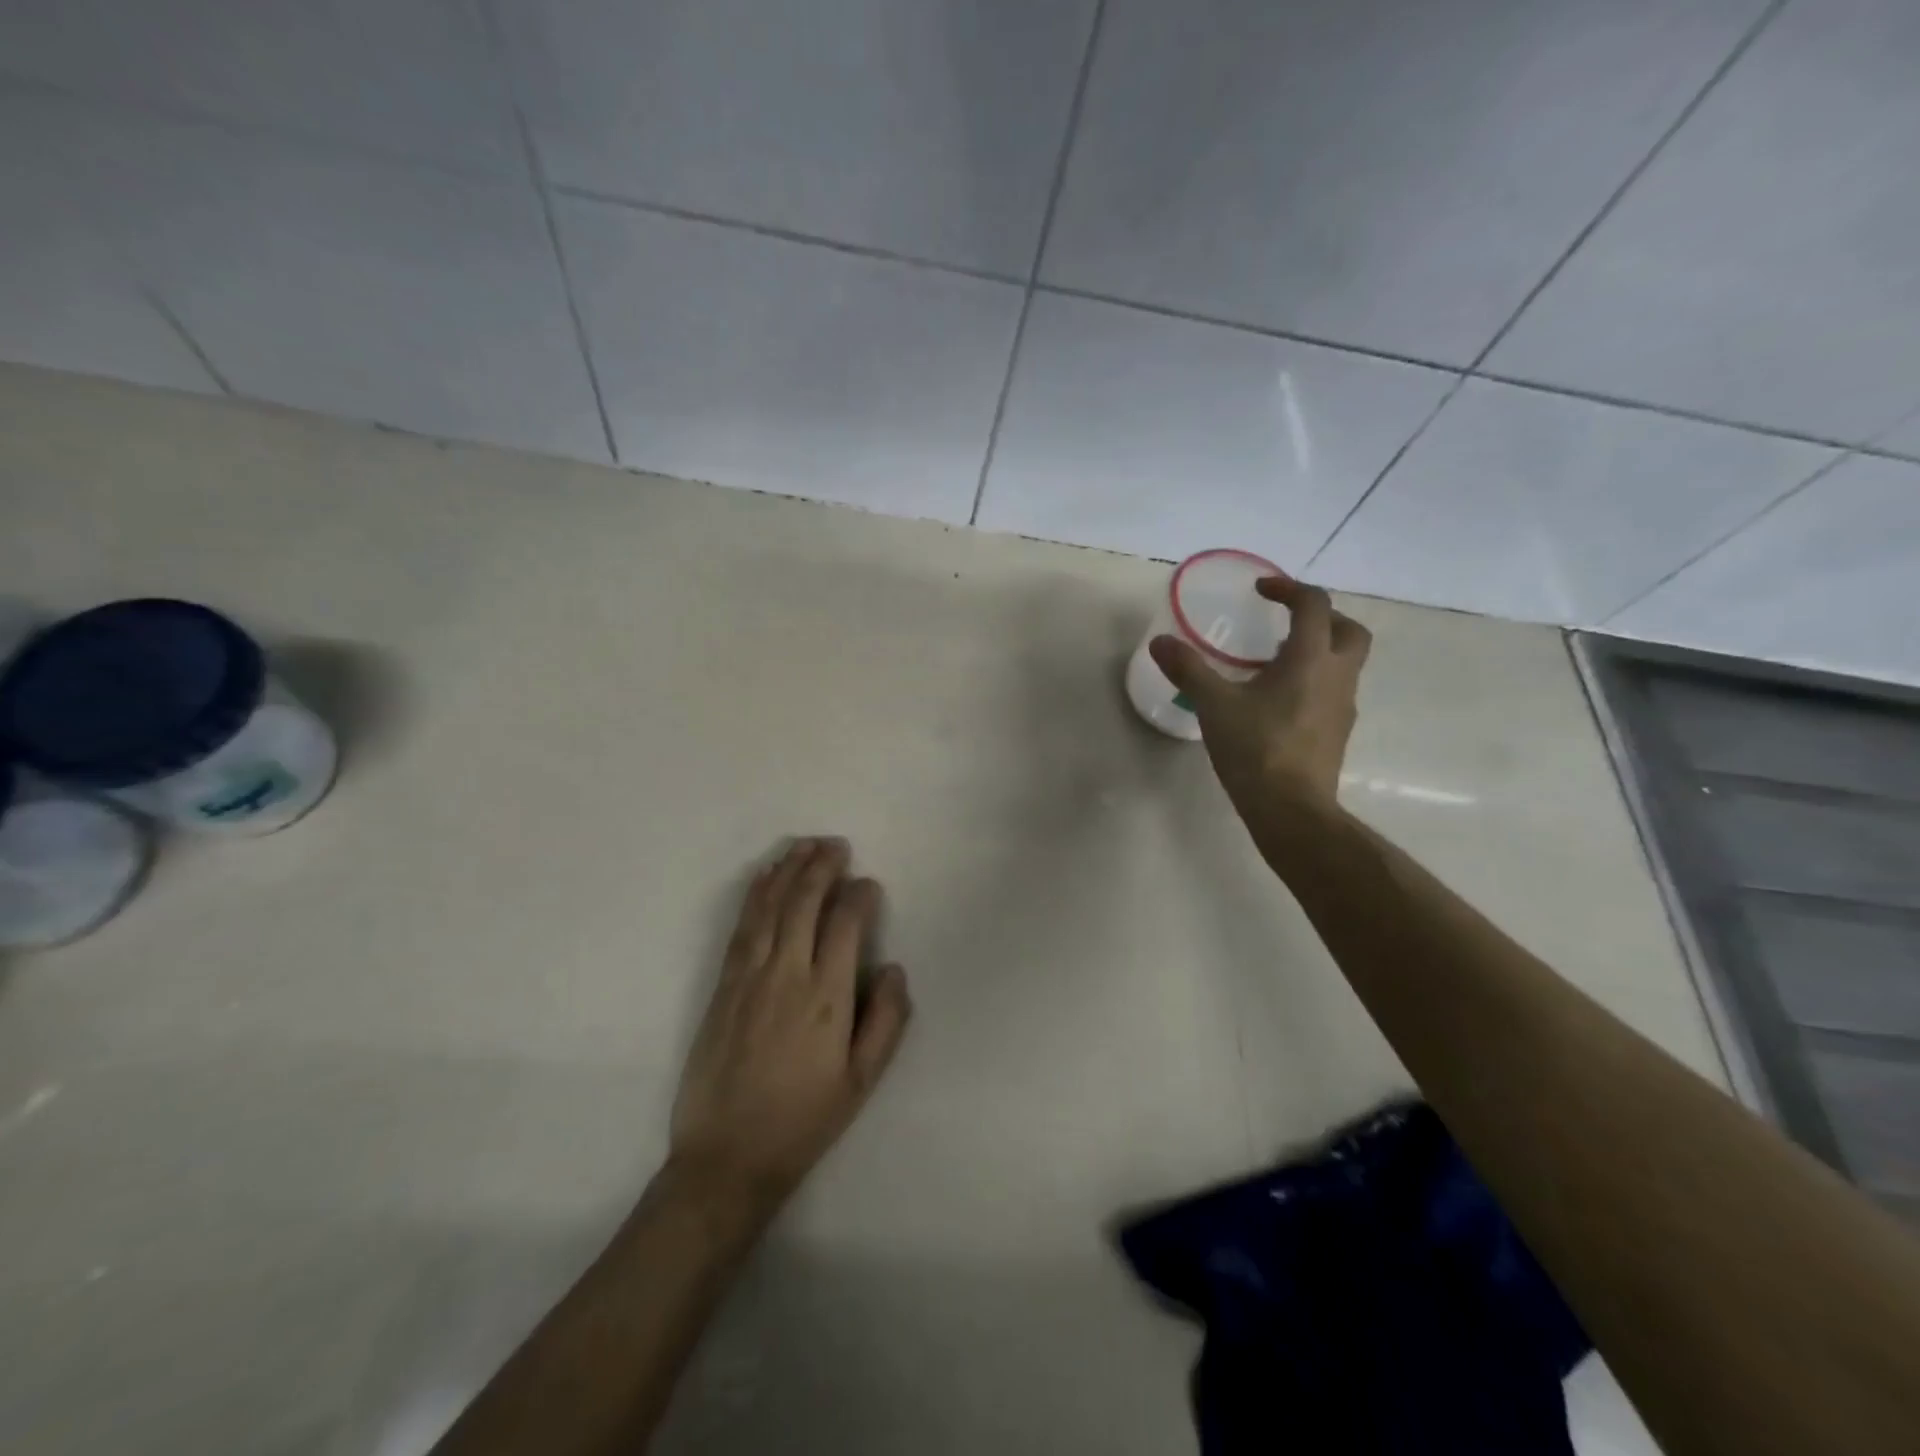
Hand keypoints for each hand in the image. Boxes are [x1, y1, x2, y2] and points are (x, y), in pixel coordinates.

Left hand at [669, 838, 912, 1215]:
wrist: (727, 1157)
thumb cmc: (803, 1119)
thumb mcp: (862, 1081)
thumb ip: (886, 1021)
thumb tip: (893, 968)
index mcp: (826, 997)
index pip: (845, 924)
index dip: (860, 895)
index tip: (869, 884)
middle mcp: (786, 974)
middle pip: (804, 902)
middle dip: (822, 866)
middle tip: (837, 845)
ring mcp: (749, 976)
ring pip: (769, 906)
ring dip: (788, 869)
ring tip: (804, 845)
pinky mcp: (722, 985)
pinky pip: (742, 926)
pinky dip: (755, 894)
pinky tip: (764, 877)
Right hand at [1148, 573, 1370, 817]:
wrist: (1291, 809)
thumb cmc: (1256, 749)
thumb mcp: (1214, 705)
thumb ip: (1188, 669)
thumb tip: (1160, 642)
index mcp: (1311, 658)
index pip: (1314, 605)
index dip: (1289, 589)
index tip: (1261, 591)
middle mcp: (1337, 676)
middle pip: (1348, 630)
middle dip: (1322, 617)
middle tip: (1286, 622)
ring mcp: (1343, 707)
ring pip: (1344, 663)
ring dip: (1318, 651)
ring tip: (1274, 663)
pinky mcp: (1337, 733)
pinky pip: (1332, 692)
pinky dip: (1313, 682)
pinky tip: (1278, 702)